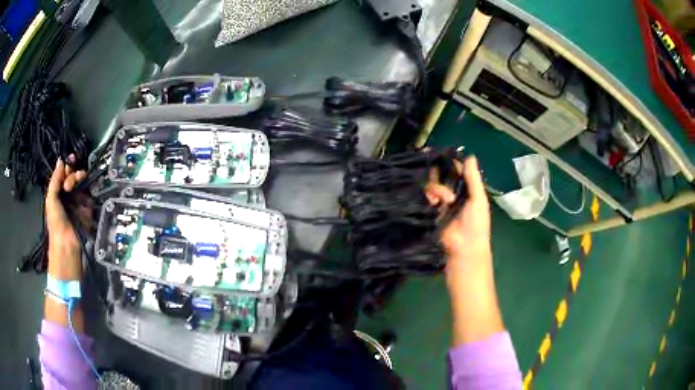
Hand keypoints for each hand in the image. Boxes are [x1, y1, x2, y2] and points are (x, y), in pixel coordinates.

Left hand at [46, 156, 87, 280]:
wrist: (67, 244)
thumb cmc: (55, 222)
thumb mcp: (51, 199)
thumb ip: (55, 180)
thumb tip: (61, 160)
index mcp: (58, 191)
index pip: (64, 173)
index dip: (67, 165)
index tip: (70, 160)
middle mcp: (69, 194)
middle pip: (73, 175)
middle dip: (72, 173)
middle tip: (69, 183)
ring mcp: (79, 201)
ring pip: (82, 182)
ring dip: (79, 179)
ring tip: (75, 187)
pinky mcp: (88, 208)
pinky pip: (90, 194)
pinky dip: (88, 189)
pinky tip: (85, 191)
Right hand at [424, 157, 491, 287]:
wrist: (464, 247)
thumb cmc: (476, 223)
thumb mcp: (478, 199)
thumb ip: (473, 178)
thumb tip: (469, 155)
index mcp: (467, 189)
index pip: (457, 170)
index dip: (450, 160)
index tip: (440, 151)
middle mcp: (454, 192)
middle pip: (442, 174)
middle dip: (438, 169)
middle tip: (430, 162)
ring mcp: (442, 202)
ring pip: (433, 184)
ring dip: (438, 188)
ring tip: (445, 199)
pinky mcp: (432, 210)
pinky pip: (427, 197)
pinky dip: (430, 196)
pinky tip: (435, 202)